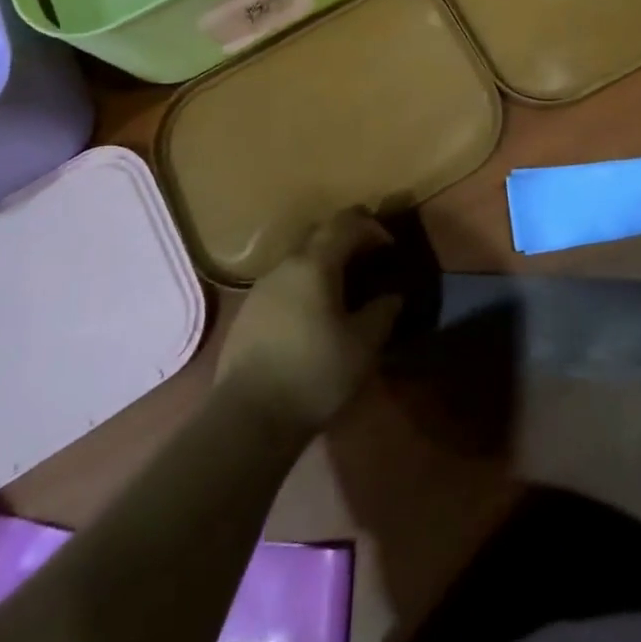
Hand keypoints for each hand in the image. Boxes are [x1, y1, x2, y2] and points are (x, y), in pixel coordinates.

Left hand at [216, 210, 404, 437]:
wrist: (248, 417)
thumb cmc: (314, 374)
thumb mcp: (362, 346)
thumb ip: (382, 313)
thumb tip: (392, 296)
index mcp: (315, 264)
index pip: (345, 224)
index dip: (371, 227)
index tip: (390, 246)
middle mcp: (285, 265)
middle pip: (318, 233)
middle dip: (346, 237)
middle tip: (369, 257)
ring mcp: (261, 288)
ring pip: (298, 259)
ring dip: (323, 262)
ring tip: (343, 287)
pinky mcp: (248, 312)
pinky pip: (284, 283)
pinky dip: (304, 284)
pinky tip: (313, 313)